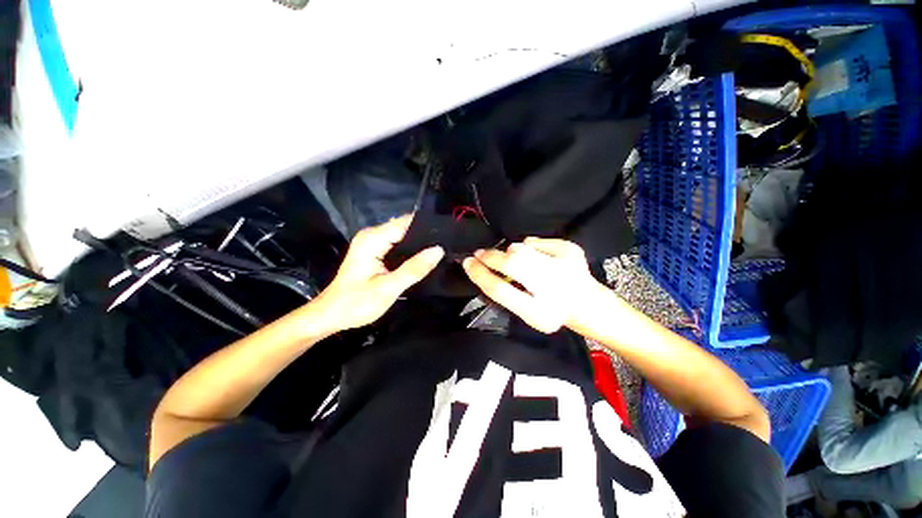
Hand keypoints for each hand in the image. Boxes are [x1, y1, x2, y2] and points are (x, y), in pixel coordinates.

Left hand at [311, 215, 443, 332]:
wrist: (331, 315)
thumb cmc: (356, 303)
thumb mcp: (388, 288)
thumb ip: (414, 269)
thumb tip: (438, 250)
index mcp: (373, 239)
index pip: (405, 223)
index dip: (427, 227)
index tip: (448, 234)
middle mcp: (373, 235)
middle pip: (405, 228)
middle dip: (425, 236)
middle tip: (448, 245)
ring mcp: (373, 243)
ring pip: (403, 237)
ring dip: (420, 244)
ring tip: (442, 250)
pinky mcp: (375, 252)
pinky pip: (398, 245)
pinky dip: (411, 251)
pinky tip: (425, 258)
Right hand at [462, 238, 602, 333]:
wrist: (587, 304)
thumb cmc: (550, 311)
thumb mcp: (525, 312)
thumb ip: (504, 293)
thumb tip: (485, 265)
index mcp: (540, 313)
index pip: (500, 290)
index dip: (480, 275)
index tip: (467, 263)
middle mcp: (554, 288)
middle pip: (511, 263)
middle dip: (490, 256)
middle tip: (480, 254)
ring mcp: (565, 265)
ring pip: (521, 248)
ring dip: (511, 253)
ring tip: (517, 264)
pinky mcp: (571, 249)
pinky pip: (535, 241)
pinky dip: (530, 248)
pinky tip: (540, 260)